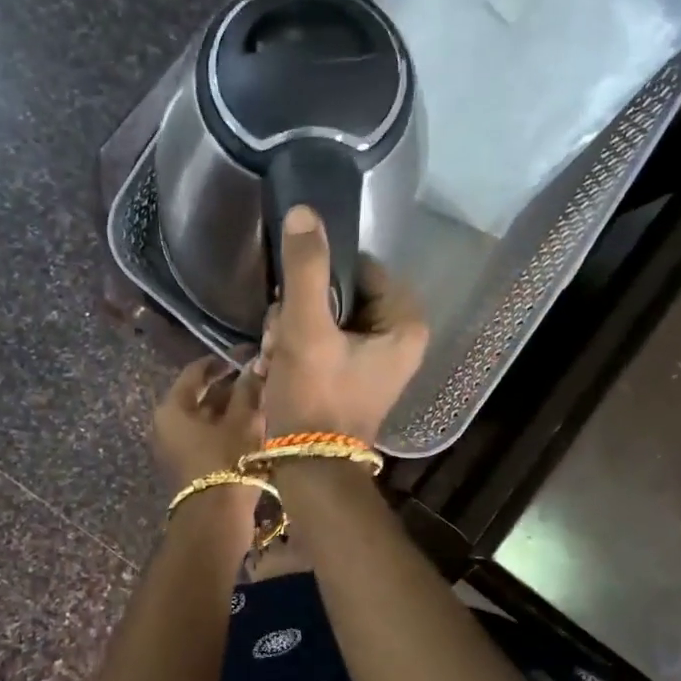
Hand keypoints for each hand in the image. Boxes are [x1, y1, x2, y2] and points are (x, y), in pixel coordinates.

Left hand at [152, 357, 265, 515]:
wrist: (215, 520)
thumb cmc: (227, 461)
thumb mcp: (243, 421)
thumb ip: (248, 389)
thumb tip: (255, 364)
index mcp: (172, 408)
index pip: (196, 371)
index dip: (223, 361)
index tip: (248, 356)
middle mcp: (166, 424)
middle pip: (199, 395)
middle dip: (230, 385)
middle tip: (259, 377)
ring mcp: (175, 447)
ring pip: (205, 417)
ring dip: (231, 407)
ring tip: (261, 400)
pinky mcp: (188, 464)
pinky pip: (207, 435)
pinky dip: (227, 427)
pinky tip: (253, 424)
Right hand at [261, 205, 427, 442]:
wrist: (309, 469)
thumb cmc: (315, 397)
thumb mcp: (307, 329)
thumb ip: (305, 269)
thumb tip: (305, 211)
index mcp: (405, 323)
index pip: (361, 268)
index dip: (321, 276)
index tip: (293, 300)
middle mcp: (399, 338)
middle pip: (341, 294)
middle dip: (301, 310)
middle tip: (280, 336)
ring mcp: (376, 360)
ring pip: (326, 317)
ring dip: (292, 329)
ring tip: (275, 354)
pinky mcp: (354, 376)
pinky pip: (324, 342)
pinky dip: (298, 349)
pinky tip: (277, 365)